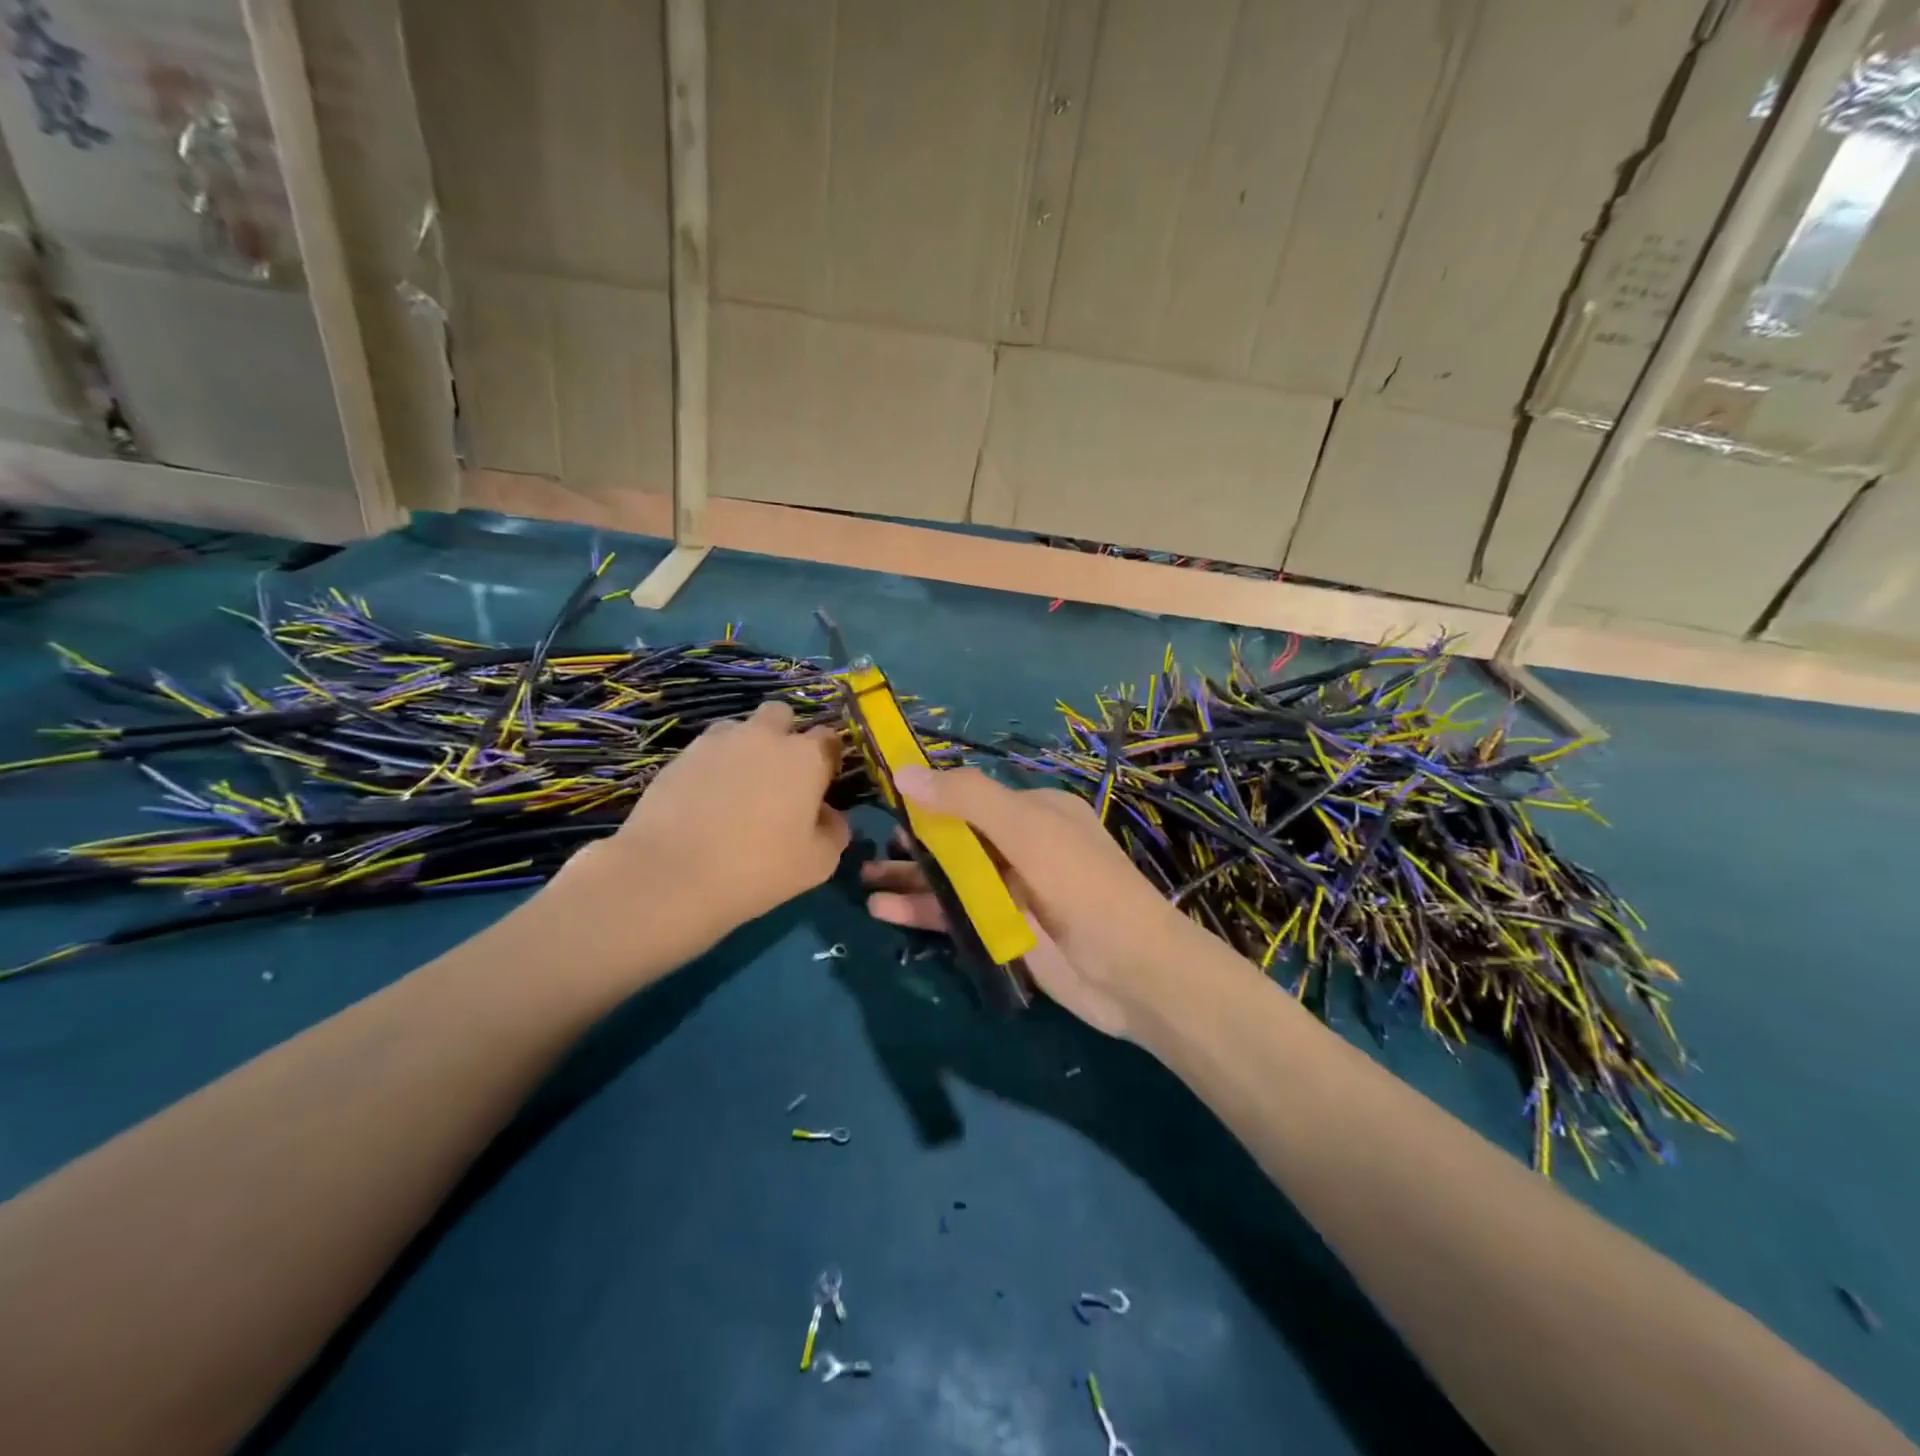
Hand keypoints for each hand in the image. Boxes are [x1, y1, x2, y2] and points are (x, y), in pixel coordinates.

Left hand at [558, 701, 849, 965]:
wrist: (670, 874)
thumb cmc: (757, 869)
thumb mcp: (817, 864)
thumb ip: (834, 832)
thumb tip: (829, 816)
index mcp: (805, 757)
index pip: (829, 740)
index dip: (827, 760)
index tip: (821, 786)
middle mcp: (765, 736)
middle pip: (782, 715)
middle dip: (785, 736)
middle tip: (779, 778)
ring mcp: (718, 741)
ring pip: (741, 729)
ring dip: (746, 748)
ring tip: (737, 789)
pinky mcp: (681, 755)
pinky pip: (708, 750)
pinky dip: (713, 766)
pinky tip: (705, 801)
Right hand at [862, 766, 1204, 1038]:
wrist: (1131, 973)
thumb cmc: (1081, 887)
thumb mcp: (1027, 831)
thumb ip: (967, 800)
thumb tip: (904, 771)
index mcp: (1035, 811)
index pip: (970, 795)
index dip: (927, 796)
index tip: (882, 798)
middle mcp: (1022, 846)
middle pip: (956, 836)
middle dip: (912, 840)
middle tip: (865, 845)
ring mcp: (1013, 890)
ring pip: (951, 876)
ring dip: (910, 877)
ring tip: (861, 879)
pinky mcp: (1005, 931)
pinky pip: (955, 914)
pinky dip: (921, 910)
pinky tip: (882, 911)